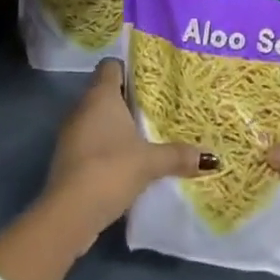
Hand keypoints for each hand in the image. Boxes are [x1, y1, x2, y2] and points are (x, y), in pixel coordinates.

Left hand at [41, 59, 214, 244]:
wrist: (69, 213)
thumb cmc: (110, 169)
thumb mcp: (150, 162)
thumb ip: (178, 155)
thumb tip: (211, 158)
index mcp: (101, 96)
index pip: (111, 66)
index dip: (129, 68)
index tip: (150, 79)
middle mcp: (82, 108)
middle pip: (106, 93)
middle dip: (129, 100)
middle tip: (158, 108)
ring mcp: (72, 134)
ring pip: (98, 120)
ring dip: (118, 127)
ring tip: (147, 135)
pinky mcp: (68, 159)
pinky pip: (92, 142)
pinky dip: (108, 147)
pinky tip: (128, 161)